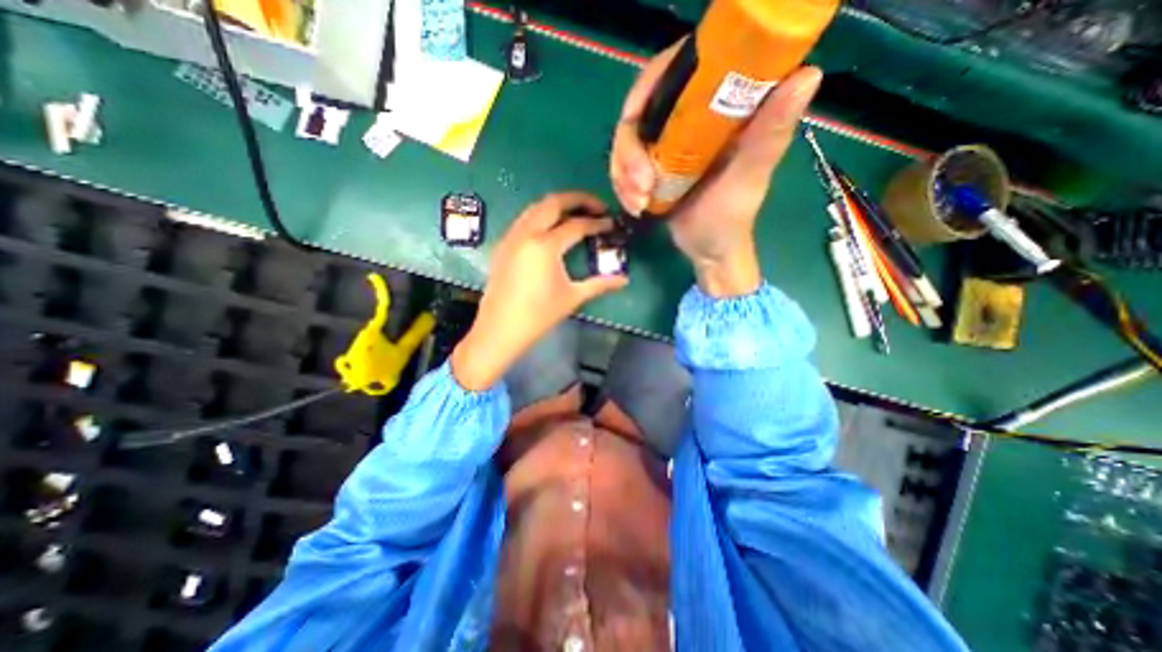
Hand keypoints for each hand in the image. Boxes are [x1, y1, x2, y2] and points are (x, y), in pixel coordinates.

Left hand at [448, 191, 625, 387]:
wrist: (500, 330)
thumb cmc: (538, 316)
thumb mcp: (572, 298)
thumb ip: (600, 284)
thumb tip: (624, 280)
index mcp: (545, 245)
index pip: (577, 225)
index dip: (597, 223)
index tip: (611, 224)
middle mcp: (527, 233)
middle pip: (553, 202)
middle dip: (578, 199)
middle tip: (597, 207)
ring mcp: (511, 237)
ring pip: (536, 207)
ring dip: (558, 205)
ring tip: (577, 213)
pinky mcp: (503, 245)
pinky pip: (524, 219)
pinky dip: (542, 215)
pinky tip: (552, 229)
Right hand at [612, 44, 820, 296]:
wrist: (708, 251)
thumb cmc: (730, 220)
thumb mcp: (748, 179)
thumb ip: (769, 134)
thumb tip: (807, 74)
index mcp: (720, 108)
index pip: (676, 70)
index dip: (647, 87)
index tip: (632, 119)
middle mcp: (690, 119)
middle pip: (640, 110)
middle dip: (629, 151)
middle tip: (640, 186)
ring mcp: (668, 144)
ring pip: (627, 141)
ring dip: (623, 174)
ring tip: (638, 203)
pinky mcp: (654, 166)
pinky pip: (624, 165)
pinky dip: (622, 185)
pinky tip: (634, 205)